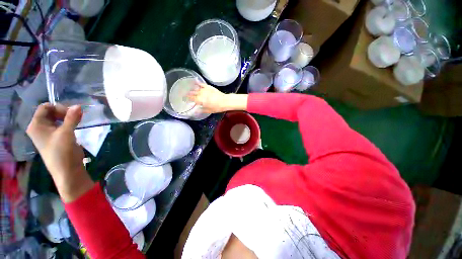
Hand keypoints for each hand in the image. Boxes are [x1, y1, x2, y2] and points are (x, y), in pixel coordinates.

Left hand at [27, 103, 93, 201]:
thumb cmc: (62, 151)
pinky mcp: (55, 138)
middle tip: (76, 117)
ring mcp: (47, 133)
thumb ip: (72, 118)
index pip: (45, 107)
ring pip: (56, 119)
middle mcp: (39, 128)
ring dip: (67, 118)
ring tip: (77, 121)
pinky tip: (75, 126)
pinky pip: (59, 125)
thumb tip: (79, 106)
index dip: (58, 107)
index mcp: (36, 125)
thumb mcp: (67, 133)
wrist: (67, 170)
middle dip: (63, 112)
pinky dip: (67, 123)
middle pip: (50, 112)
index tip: (71, 113)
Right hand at [188, 83, 247, 112]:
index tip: (184, 98)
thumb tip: (195, 111)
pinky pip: (202, 84)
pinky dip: (198, 83)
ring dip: (192, 89)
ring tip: (189, 89)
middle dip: (188, 94)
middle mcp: (200, 94)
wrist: (224, 101)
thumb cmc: (217, 107)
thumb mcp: (209, 111)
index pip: (191, 98)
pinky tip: (195, 81)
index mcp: (200, 100)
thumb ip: (201, 110)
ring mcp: (204, 89)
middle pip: (192, 93)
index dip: (187, 98)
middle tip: (185, 94)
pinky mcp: (208, 87)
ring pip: (196, 88)